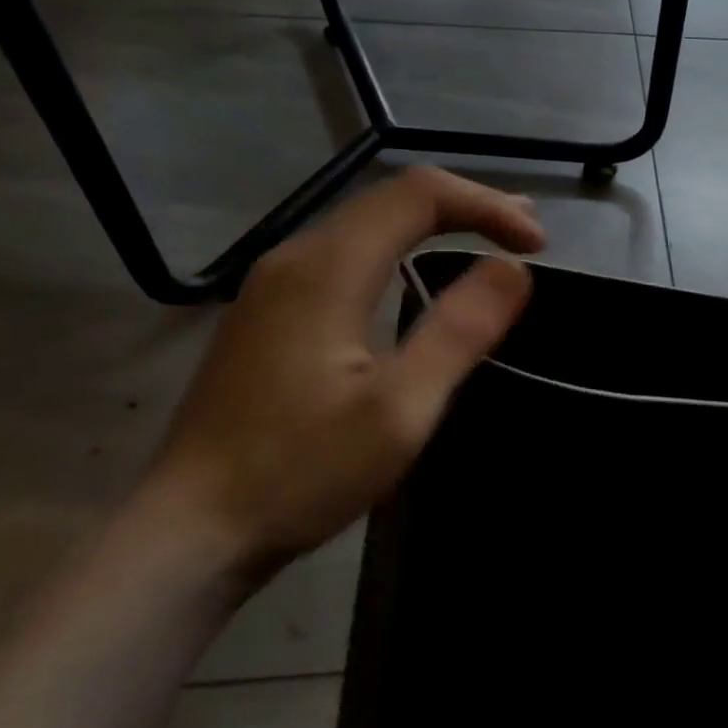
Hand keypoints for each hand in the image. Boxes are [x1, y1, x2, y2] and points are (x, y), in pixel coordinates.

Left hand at [137, 168, 544, 577]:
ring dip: (433, 224)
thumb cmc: (301, 472)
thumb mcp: (399, 409)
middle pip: (390, 199)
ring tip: (488, 241)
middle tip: (526, 235)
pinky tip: (418, 277)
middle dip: (466, 206)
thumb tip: (513, 269)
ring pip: (366, 225)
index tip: (536, 246)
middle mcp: (295, 258)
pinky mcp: (269, 314)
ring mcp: (274, 285)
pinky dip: (400, 250)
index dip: (486, 206)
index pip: (419, 195)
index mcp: (328, 269)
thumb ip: (460, 331)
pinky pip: (346, 255)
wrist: (191, 531)